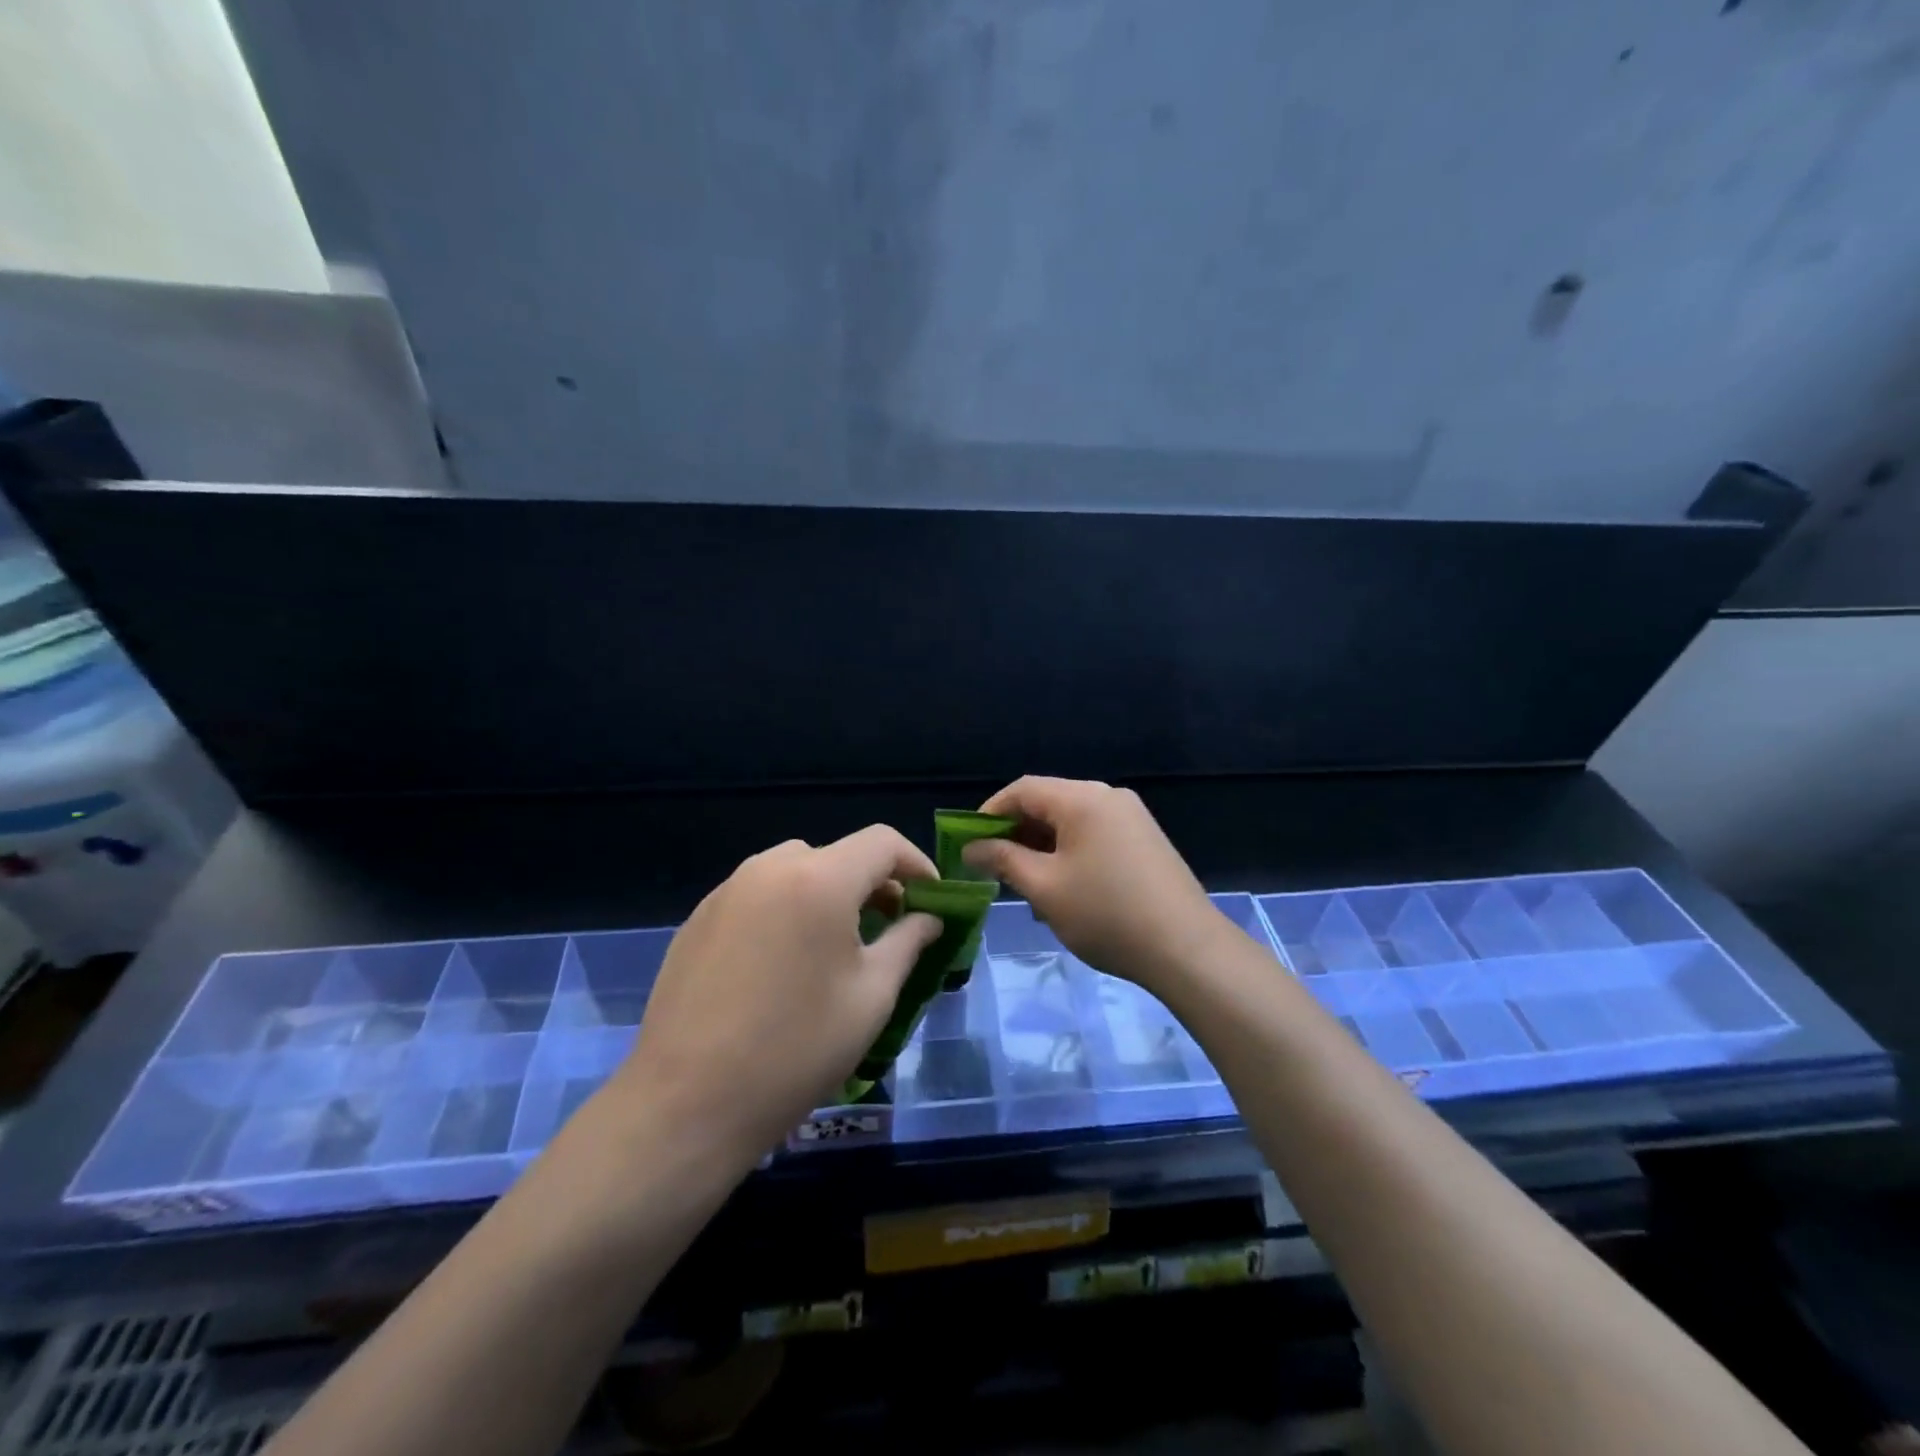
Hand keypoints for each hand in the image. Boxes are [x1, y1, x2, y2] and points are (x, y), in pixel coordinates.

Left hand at [605, 827, 940, 1163]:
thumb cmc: (795, 1050)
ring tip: (839, 944)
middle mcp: (770, 869)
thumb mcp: (871, 997)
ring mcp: (727, 890)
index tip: (933, 901)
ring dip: (829, 892)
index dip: (916, 864)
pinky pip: (760, 894)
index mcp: (818, 880)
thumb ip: (907, 943)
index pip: (882, 842)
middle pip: (838, 854)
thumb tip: (928, 919)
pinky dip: (788, 908)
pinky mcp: (699, 918)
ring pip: (796, 869)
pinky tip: (786, 962)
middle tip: (891, 926)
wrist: (685, 1104)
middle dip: (873, 882)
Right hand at [961, 777, 1229, 993]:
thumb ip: (1004, 860)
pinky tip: (1064, 887)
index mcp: (1083, 798)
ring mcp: (1132, 817)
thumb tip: (971, 848)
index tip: (968, 843)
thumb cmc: (1107, 914)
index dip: (989, 812)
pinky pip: (1095, 834)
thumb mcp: (1045, 888)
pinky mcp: (1146, 840)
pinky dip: (1070, 852)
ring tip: (1026, 883)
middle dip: (1016, 831)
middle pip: (1049, 801)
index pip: (1023, 789)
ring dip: (1042, 845)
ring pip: (1072, 821)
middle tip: (994, 867)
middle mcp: (1109, 796)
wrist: (1187, 948)